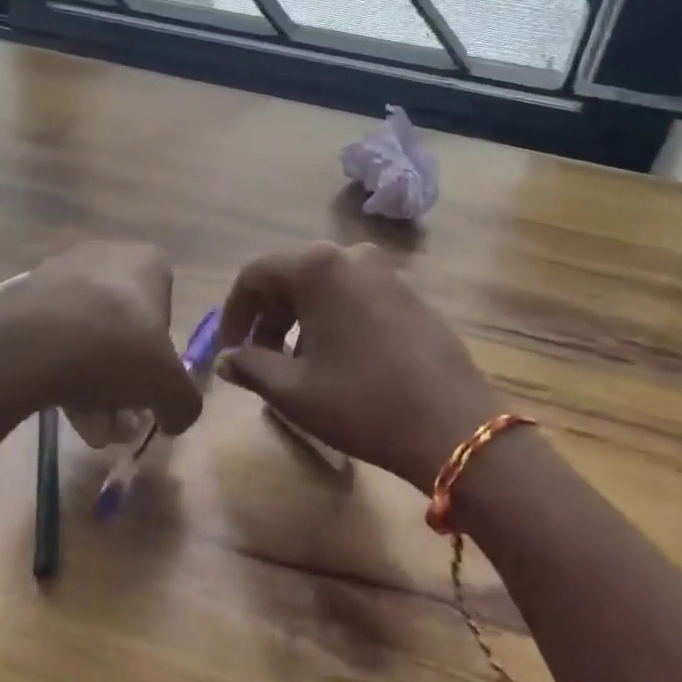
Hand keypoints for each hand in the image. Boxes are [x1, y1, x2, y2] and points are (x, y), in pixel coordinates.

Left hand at [0, 240, 203, 438]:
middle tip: (115, 412)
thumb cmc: (115, 349)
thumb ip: (185, 404)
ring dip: (91, 376)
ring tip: (83, 419)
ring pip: (88, 332)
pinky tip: (56, 401)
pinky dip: (59, 365)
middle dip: (121, 372)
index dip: (158, 353)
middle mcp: (108, 253)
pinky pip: (54, 332)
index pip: (164, 310)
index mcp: (149, 261)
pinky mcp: (26, 291)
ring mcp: (62, 269)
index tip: (146, 383)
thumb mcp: (168, 386)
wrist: (31, 344)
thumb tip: (176, 418)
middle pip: (123, 325)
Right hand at [217, 242, 500, 488]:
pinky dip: (333, 321)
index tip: (228, 348)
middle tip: (256, 359)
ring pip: (324, 288)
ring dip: (299, 321)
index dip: (233, 312)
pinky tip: (336, 361)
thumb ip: (250, 366)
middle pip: (291, 278)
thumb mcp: (293, 390)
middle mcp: (351, 255)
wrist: (454, 426)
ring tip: (295, 366)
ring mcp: (386, 273)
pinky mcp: (410, 295)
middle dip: (267, 318)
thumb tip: (227, 359)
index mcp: (317, 267)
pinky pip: (355, 297)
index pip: (255, 275)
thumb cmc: (362, 402)